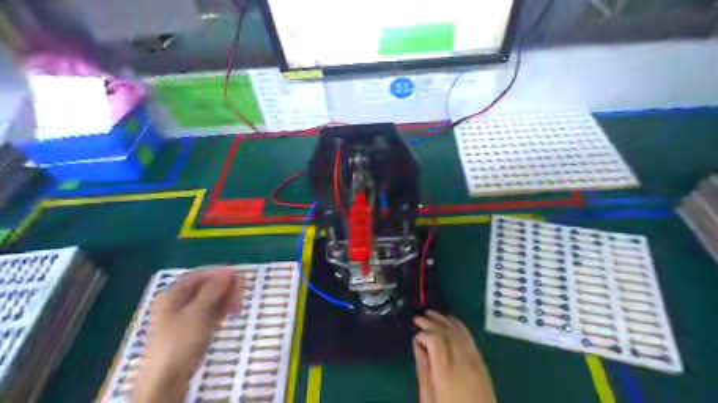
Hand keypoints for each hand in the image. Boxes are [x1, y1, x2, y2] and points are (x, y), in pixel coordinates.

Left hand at [131, 268, 246, 402]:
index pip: (198, 275)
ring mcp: (186, 316)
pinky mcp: (193, 329)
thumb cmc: (180, 340)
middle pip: (206, 287)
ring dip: (226, 298)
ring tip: (239, 303)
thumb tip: (227, 272)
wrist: (167, 378)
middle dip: (225, 287)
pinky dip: (221, 310)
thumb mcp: (198, 312)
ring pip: (210, 300)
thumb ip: (213, 291)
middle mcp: (178, 302)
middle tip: (243, 289)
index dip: (218, 273)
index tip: (237, 275)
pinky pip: (210, 313)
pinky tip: (232, 311)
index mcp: (173, 294)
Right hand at [412, 311, 497, 402]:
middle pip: (447, 333)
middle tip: (418, 318)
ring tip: (431, 314)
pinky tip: (451, 322)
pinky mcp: (482, 365)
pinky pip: (470, 339)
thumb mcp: (428, 399)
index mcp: (446, 372)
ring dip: (445, 320)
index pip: (435, 340)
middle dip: (432, 322)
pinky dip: (459, 326)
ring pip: (460, 332)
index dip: (424, 333)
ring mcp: (475, 362)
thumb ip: (423, 369)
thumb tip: (417, 345)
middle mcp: (463, 362)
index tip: (414, 336)